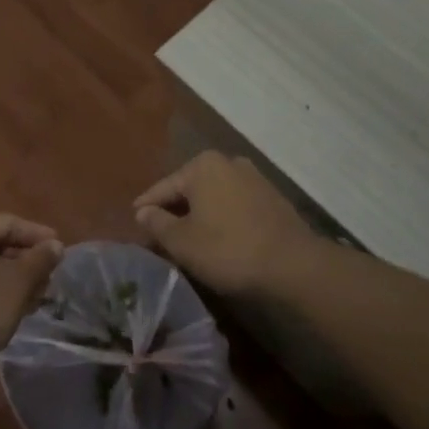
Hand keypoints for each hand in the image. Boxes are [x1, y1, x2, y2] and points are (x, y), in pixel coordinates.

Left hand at [0, 213, 64, 372]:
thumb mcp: (19, 281)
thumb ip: (40, 258)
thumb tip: (55, 245)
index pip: (8, 223)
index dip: (37, 235)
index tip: (59, 247)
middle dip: (23, 259)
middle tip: (48, 274)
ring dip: (9, 274)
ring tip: (34, 292)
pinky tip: (11, 301)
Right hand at [134, 152, 316, 295]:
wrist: (294, 266)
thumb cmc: (228, 249)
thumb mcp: (182, 241)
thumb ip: (157, 223)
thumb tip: (142, 211)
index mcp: (202, 165)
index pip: (163, 187)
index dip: (146, 207)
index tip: (134, 223)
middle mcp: (228, 162)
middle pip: (190, 188)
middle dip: (174, 210)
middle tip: (159, 233)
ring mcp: (254, 178)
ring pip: (214, 196)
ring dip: (200, 214)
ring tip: (188, 238)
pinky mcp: (273, 198)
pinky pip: (235, 205)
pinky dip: (222, 218)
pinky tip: (218, 238)